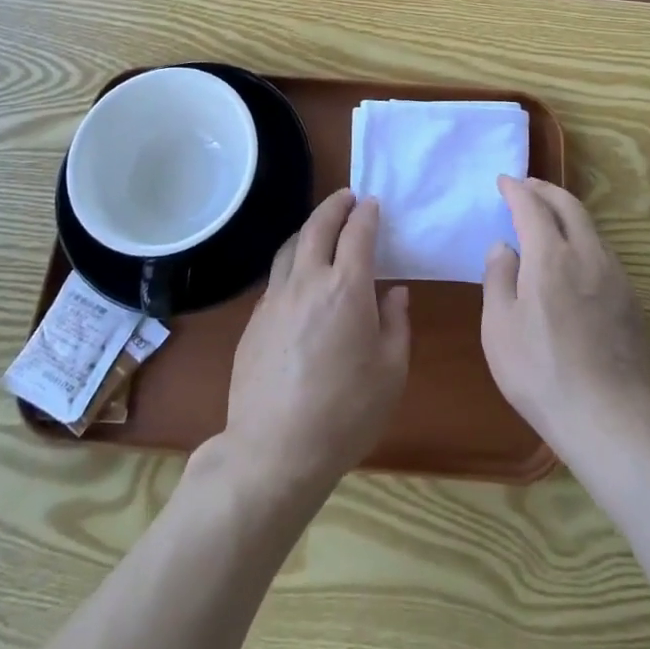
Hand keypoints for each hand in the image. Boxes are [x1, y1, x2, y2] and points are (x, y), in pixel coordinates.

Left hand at [223, 189, 410, 500]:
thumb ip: (395, 323)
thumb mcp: (391, 371)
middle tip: (347, 197)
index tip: (373, 204)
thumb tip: (394, 293)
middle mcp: (308, 282)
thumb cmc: (346, 413)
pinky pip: (276, 277)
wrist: (275, 451)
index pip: (358, 233)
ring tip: (321, 228)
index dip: (367, 214)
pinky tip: (298, 278)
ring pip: (290, 246)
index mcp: (347, 288)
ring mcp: (275, 299)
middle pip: (318, 226)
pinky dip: (291, 262)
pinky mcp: (254, 320)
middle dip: (335, 205)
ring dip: (309, 228)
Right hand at [482, 177, 649, 463]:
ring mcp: (615, 277)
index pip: (532, 207)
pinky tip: (575, 260)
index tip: (504, 181)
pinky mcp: (631, 301)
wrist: (611, 419)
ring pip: (591, 228)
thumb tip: (504, 246)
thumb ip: (498, 278)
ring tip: (550, 217)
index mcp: (551, 257)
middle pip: (569, 206)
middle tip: (528, 186)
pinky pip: (603, 253)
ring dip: (568, 213)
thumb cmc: (541, 373)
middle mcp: (587, 255)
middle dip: (546, 190)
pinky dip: (584, 239)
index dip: (516, 190)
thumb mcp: (499, 328)